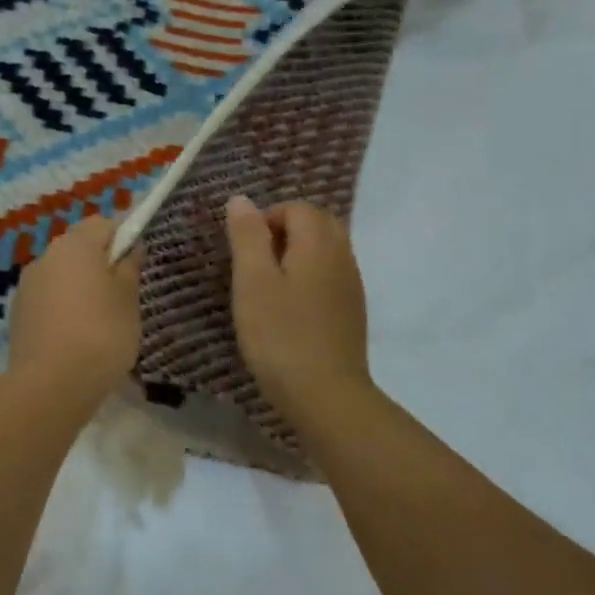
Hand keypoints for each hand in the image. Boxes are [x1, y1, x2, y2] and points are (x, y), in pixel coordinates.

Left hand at [6, 214, 142, 401]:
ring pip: (61, 276)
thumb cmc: (101, 333)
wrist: (51, 385)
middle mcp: (45, 257)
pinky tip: (76, 338)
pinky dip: (63, 310)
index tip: (136, 264)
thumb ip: (130, 267)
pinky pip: (48, 301)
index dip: (122, 237)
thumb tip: (130, 247)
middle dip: (99, 264)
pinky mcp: (18, 315)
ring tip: (99, 322)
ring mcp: (27, 287)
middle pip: (78, 248)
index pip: (102, 224)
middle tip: (122, 296)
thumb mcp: (128, 299)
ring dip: (79, 288)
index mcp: (74, 245)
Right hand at [224, 195, 372, 431]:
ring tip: (268, 287)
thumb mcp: (252, 282)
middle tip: (256, 264)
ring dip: (297, 255)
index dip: (267, 219)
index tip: (244, 252)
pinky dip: (310, 277)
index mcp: (318, 244)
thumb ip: (247, 237)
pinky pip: (331, 275)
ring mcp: (351, 285)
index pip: (297, 208)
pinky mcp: (352, 311)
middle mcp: (342, 256)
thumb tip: (242, 199)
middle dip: (285, 231)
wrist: (326, 395)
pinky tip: (290, 309)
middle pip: (318, 223)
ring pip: (327, 250)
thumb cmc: (280, 335)